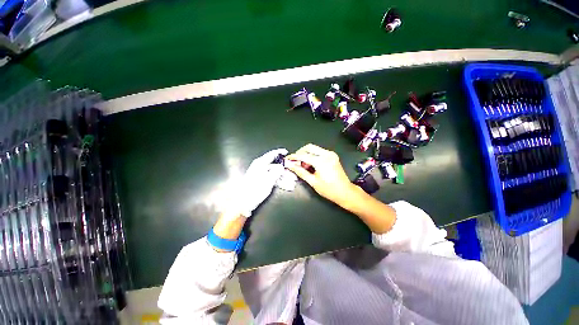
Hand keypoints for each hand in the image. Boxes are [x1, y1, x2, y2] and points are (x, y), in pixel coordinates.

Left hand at [231, 148, 287, 216]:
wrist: (245, 202)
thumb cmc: (255, 189)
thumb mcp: (268, 180)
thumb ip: (276, 172)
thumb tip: (282, 167)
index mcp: (260, 163)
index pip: (271, 154)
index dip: (279, 152)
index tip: (286, 152)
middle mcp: (261, 167)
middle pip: (276, 166)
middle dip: (286, 171)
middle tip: (294, 175)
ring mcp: (262, 175)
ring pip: (276, 174)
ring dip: (285, 178)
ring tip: (292, 183)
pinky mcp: (262, 182)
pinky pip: (274, 180)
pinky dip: (280, 183)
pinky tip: (287, 187)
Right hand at [285, 144, 355, 206]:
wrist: (345, 192)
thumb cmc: (329, 190)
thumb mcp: (313, 182)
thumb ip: (300, 172)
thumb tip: (290, 166)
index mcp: (321, 161)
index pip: (303, 155)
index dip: (294, 157)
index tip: (287, 159)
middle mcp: (327, 154)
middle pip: (309, 147)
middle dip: (300, 153)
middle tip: (295, 162)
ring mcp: (331, 154)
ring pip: (314, 148)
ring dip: (306, 154)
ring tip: (302, 165)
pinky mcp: (332, 155)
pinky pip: (319, 152)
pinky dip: (312, 156)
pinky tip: (310, 164)